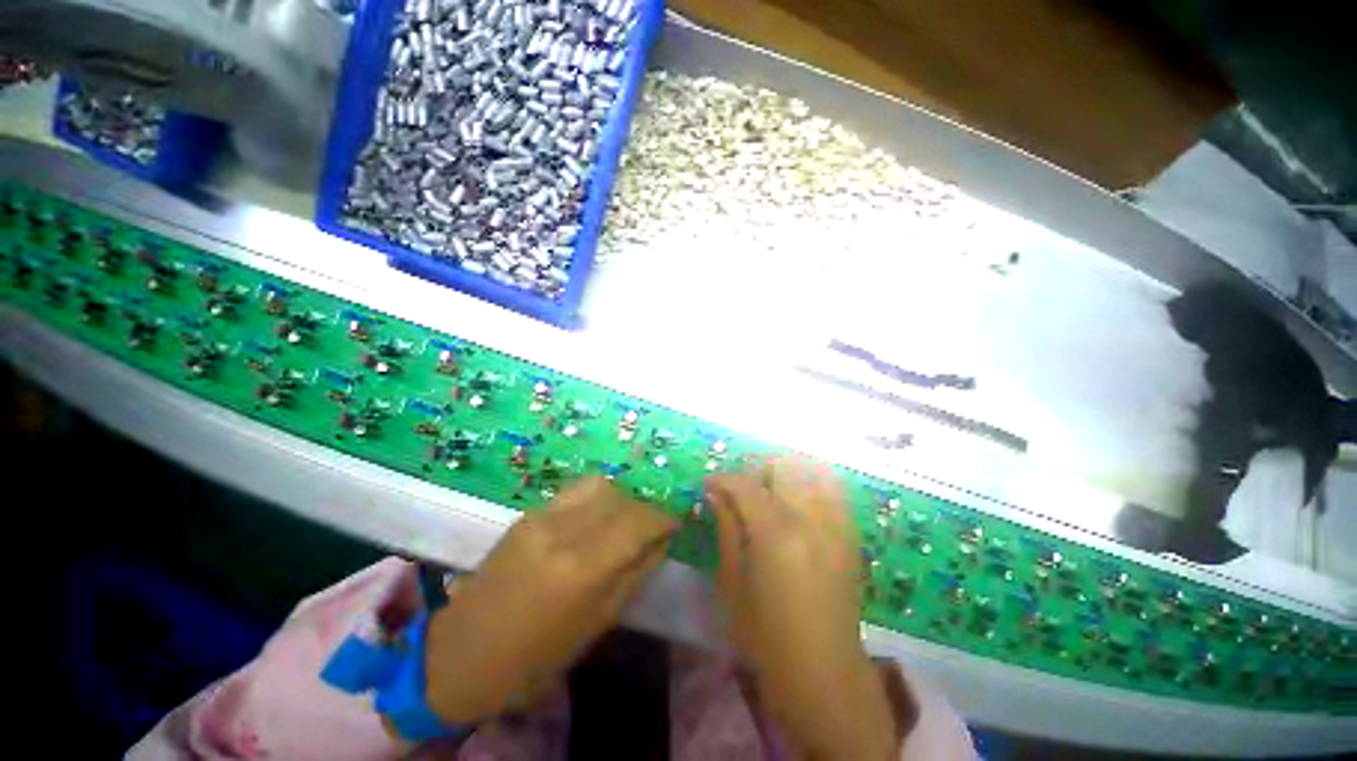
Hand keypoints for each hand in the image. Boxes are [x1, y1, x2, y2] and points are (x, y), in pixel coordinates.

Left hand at [423, 476, 676, 723]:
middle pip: (620, 497)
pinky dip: (598, 497)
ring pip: (598, 484)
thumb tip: (662, 541)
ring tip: (626, 517)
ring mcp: (540, 516)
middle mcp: (562, 530)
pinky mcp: (528, 512)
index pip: (637, 521)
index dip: (663, 517)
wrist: (463, 653)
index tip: (676, 522)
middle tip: (652, 524)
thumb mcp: (597, 623)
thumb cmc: (536, 656)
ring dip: (621, 496)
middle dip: (644, 507)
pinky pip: (575, 491)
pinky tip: (599, 516)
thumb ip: (635, 573)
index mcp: (581, 567)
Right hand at [707, 457, 898, 759]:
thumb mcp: (732, 583)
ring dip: (785, 472)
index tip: (709, 482)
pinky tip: (796, 501)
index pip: (746, 484)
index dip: (723, 478)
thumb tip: (715, 492)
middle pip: (783, 465)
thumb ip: (726, 528)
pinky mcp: (851, 534)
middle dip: (756, 468)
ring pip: (811, 470)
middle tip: (740, 487)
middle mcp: (811, 518)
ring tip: (769, 489)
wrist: (824, 674)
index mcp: (776, 534)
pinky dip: (810, 482)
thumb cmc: (766, 637)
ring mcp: (837, 523)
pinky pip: (832, 489)